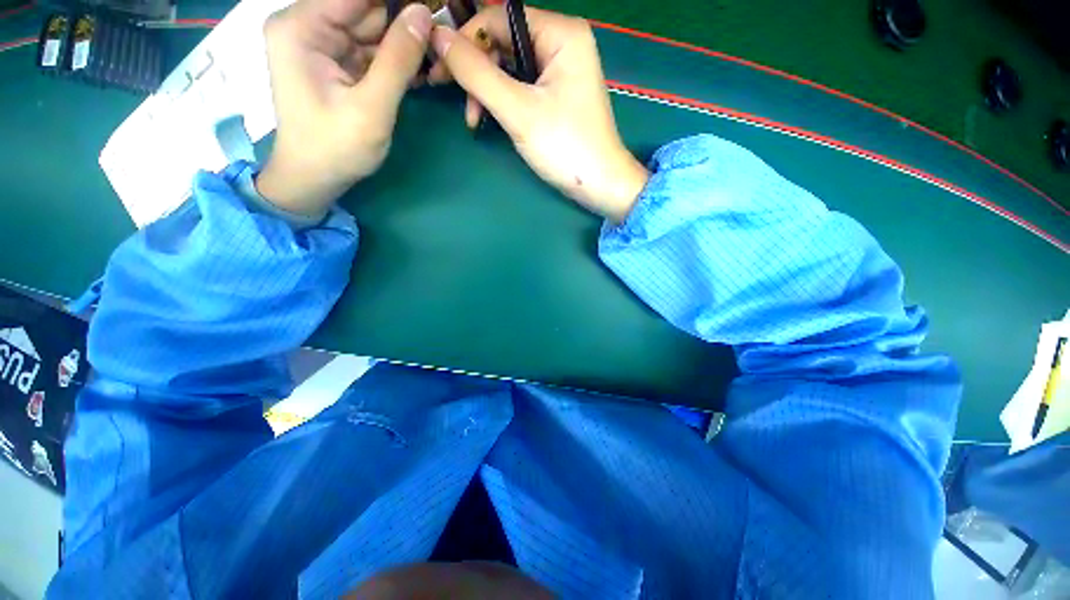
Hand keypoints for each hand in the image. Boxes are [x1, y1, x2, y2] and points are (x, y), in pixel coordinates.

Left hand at [257, 0, 433, 215]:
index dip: (397, 0)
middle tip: (438, 41)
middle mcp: (307, 25)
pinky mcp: (336, 62)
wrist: (314, 179)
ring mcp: (322, 43)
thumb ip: (397, 61)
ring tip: (434, 59)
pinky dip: (396, 60)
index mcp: (302, 27)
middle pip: (365, 9)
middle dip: (404, 23)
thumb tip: (424, 13)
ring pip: (373, 28)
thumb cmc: (336, 148)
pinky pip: (371, 49)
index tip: (433, 6)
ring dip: (404, 43)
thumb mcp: (371, 107)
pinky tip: (420, 71)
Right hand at [429, 7, 648, 222]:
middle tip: (459, 102)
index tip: (440, 71)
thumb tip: (437, 37)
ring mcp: (560, 71)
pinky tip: (491, 120)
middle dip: (477, 73)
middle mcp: (562, 43)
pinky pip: (521, 88)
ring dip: (487, 92)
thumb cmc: (565, 147)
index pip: (499, 18)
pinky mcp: (556, 95)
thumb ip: (476, 73)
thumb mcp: (518, 110)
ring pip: (509, 68)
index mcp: (561, 34)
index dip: (466, 41)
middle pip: (503, 43)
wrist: (599, 185)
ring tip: (475, 121)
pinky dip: (502, 103)